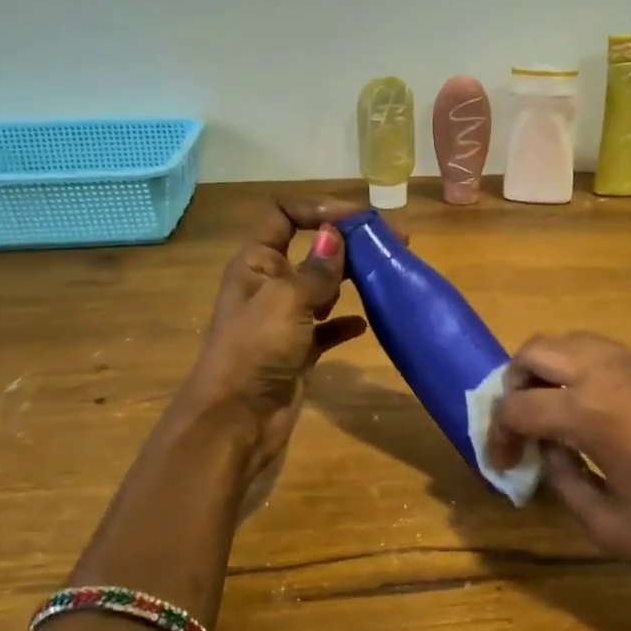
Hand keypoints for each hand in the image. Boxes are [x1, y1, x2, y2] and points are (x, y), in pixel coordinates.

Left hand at [173, 197, 368, 498]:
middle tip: (395, 243)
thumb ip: (316, 269)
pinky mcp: (299, 351)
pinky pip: (328, 328)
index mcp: (256, 262)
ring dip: (351, 280)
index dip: (319, 209)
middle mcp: (269, 285)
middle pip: (311, 250)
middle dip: (348, 242)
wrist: (236, 421)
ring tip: (388, 275)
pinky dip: (346, 323)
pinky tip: (366, 324)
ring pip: (323, 288)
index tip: (360, 219)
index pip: (284, 215)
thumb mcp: (286, 300)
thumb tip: (335, 233)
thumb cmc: (255, 351)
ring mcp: (284, 320)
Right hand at [488, 333, 630, 630]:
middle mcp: (617, 370)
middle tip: (520, 425)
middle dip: (516, 382)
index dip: (498, 432)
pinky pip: (618, 356)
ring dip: (553, 371)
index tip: (501, 462)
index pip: (519, 405)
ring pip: (580, 342)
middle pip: (540, 349)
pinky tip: (606, 417)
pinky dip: (592, 373)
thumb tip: (548, 451)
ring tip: (556, 416)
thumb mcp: (614, 528)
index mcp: (594, 411)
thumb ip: (565, 481)